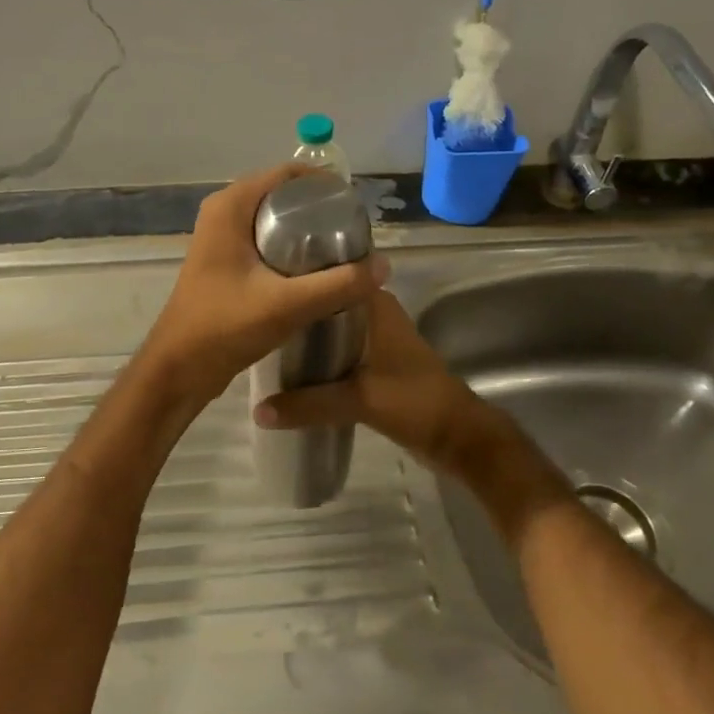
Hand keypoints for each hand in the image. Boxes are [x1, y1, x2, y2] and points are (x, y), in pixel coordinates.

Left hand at [137, 165, 388, 413]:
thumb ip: (338, 285)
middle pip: (283, 195)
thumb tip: (384, 265)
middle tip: (355, 234)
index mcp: (230, 206)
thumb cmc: (224, 327)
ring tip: (344, 252)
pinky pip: (266, 241)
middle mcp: (223, 212)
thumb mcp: (287, 304)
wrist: (178, 369)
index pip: (286, 173)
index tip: (356, 208)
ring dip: (307, 231)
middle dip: (319, 209)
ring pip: (274, 220)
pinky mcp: (226, 261)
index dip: (324, 184)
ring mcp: (221, 237)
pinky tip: (317, 272)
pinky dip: (291, 249)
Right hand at [256, 292, 568, 525]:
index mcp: (377, 305)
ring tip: (264, 337)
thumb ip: (308, 404)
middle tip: (255, 312)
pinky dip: (319, 358)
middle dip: (297, 309)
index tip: (263, 279)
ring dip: (307, 336)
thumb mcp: (359, 400)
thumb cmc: (415, 401)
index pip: (333, 275)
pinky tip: (291, 368)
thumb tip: (258, 410)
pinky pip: (339, 352)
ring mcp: (377, 340)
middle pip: (327, 303)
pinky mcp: (376, 365)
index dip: (300, 276)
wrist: (458, 438)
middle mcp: (376, 315)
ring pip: (332, 329)